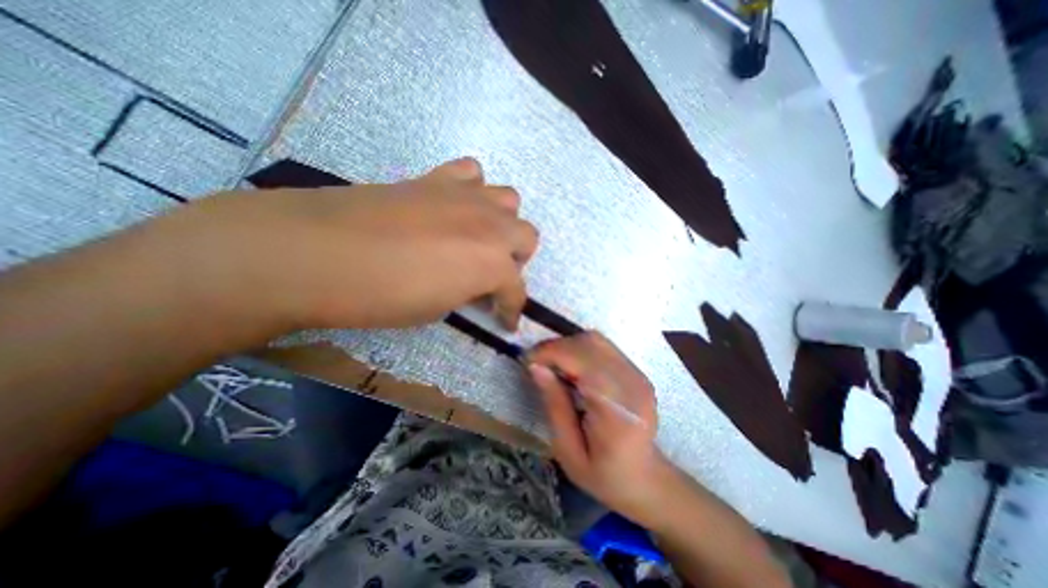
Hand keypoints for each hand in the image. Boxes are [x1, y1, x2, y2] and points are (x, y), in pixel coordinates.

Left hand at [165, 157, 539, 329]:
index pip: (516, 291)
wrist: (316, 251)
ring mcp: (465, 196)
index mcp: (491, 264)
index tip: (506, 321)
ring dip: (501, 222)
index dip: (512, 309)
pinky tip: (454, 207)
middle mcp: (489, 225)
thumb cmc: (381, 295)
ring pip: (509, 200)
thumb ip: (467, 292)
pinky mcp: (436, 179)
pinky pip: (472, 173)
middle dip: (515, 260)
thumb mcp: (436, 309)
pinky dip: (472, 190)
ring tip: (478, 238)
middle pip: (527, 235)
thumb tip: (473, 287)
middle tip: (492, 275)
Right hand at [530, 330, 666, 527]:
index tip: (528, 361)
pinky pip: (602, 347)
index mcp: (616, 408)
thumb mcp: (568, 451)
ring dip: (567, 346)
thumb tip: (535, 367)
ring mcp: (637, 373)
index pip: (582, 359)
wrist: (647, 479)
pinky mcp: (635, 370)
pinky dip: (580, 349)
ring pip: (595, 339)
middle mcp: (631, 382)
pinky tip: (571, 368)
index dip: (550, 352)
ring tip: (552, 365)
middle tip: (537, 364)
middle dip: (556, 347)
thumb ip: (554, 405)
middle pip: (589, 343)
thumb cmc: (604, 475)